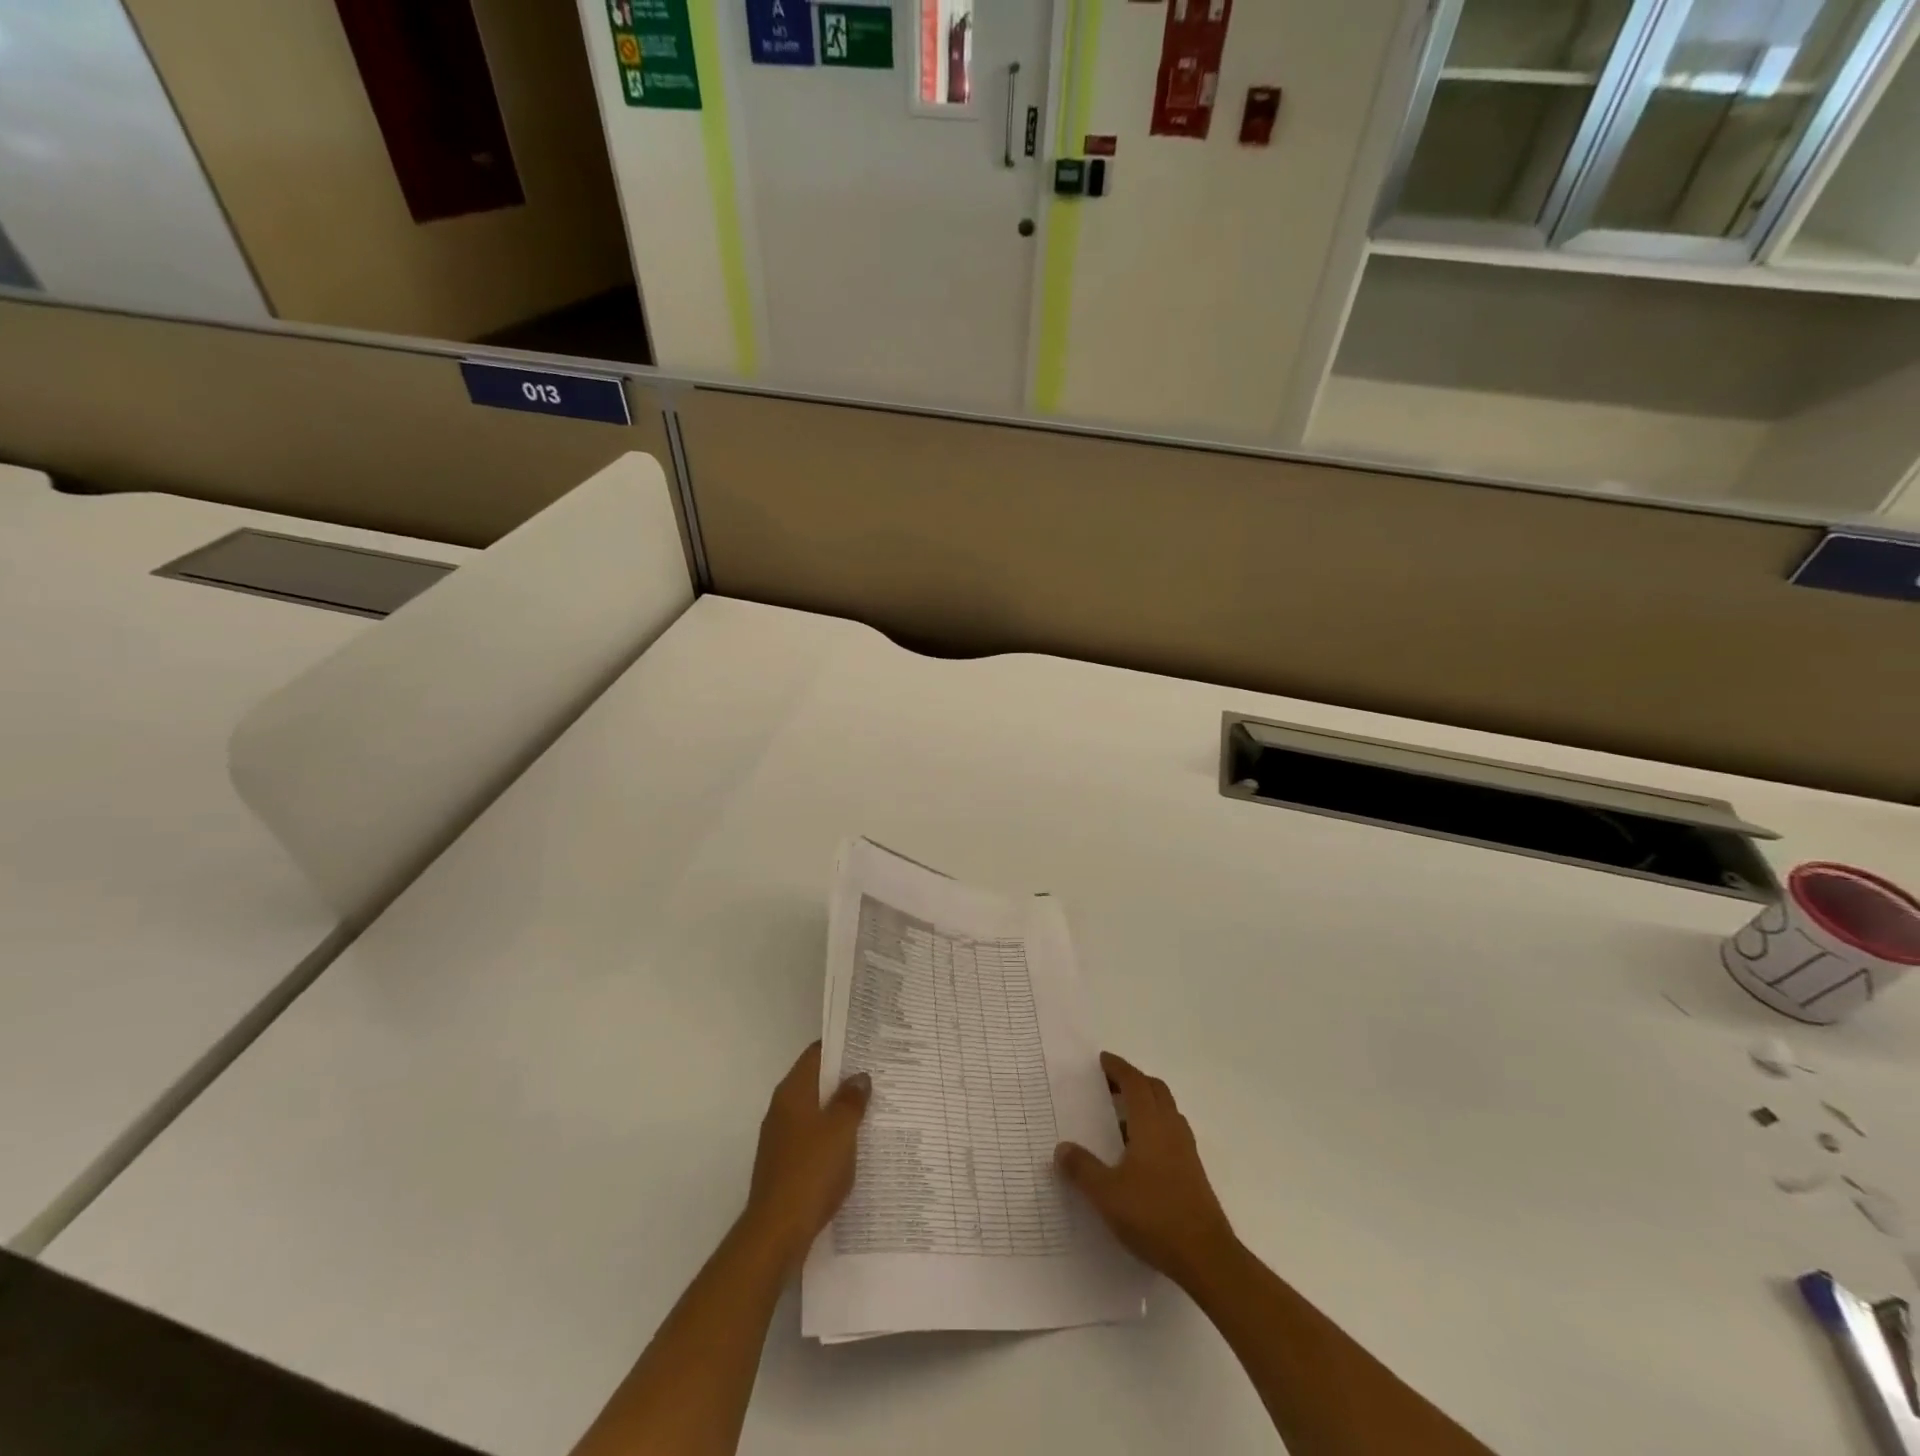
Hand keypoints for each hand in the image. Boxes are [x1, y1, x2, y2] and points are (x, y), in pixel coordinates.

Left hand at [741, 1042, 869, 1271]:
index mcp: (793, 1092)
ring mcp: (781, 1138)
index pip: (816, 1054)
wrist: (776, 1232)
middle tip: (879, 1075)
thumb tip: (859, 1077)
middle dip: (845, 1079)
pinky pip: (813, 1137)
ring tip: (874, 1107)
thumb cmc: (810, 1171)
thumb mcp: (840, 1130)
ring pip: (816, 1111)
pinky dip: (833, 1135)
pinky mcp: (785, 1163)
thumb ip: (851, 1100)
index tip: (868, 1044)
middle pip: (816, 1081)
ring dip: (840, 1109)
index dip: (841, 1046)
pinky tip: (855, 1145)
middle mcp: (783, 1108)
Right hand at [1056, 1051, 1236, 1288]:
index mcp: (1151, 1124)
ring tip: (1120, 1117)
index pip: (1135, 1083)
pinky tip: (1139, 1153)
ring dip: (1146, 1104)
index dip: (1119, 1068)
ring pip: (1166, 1111)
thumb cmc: (1154, 1216)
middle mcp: (1171, 1129)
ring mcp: (1186, 1151)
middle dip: (1133, 1081)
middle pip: (1155, 1090)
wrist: (1206, 1257)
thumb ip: (1082, 1169)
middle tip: (1110, 1085)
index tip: (1103, 1060)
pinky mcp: (1193, 1172)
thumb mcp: (1107, 1194)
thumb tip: (1061, 1148)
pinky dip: (1154, 1127)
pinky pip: (1171, 1133)